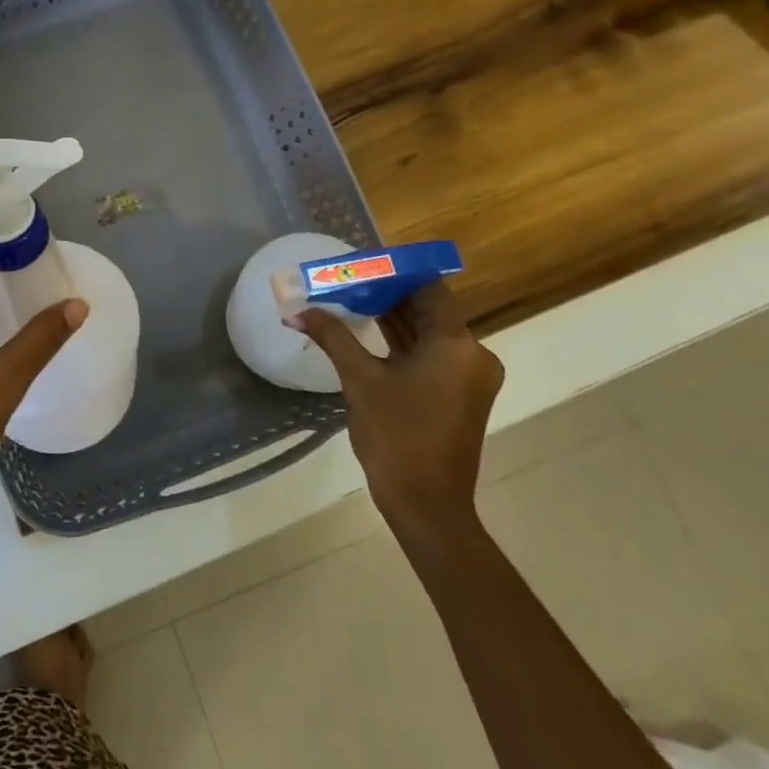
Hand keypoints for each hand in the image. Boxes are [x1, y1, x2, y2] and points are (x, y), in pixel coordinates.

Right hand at [295, 282, 502, 552]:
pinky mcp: (460, 394)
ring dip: (393, 317)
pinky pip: (431, 354)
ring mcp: (469, 376)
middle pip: (428, 308)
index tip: (360, 263)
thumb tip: (296, 310)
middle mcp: (472, 353)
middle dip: (387, 293)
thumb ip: (332, 337)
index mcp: (456, 343)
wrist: (426, 505)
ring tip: (350, 299)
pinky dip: (403, 341)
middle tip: (347, 280)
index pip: (427, 288)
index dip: (394, 272)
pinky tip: (369, 331)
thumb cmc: (396, 435)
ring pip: (429, 332)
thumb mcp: (360, 380)